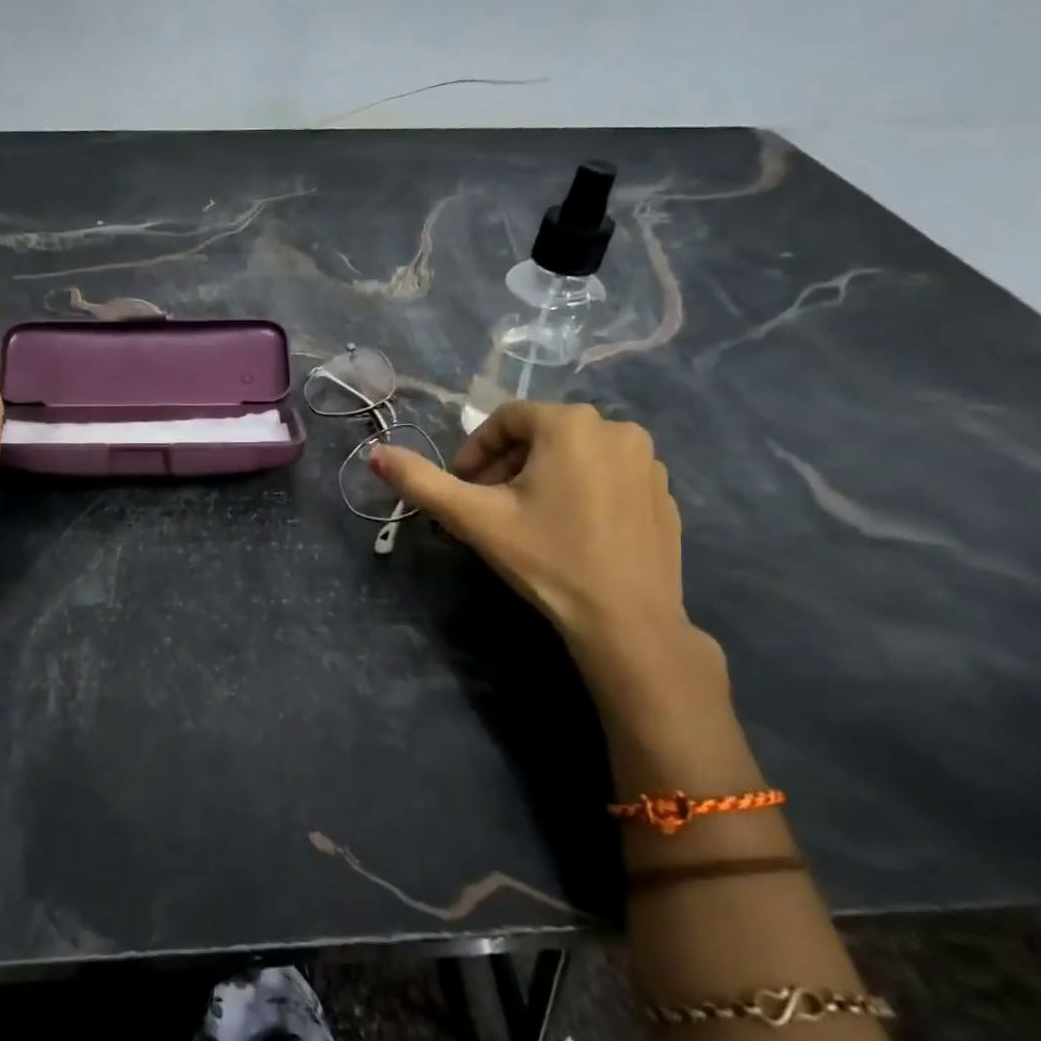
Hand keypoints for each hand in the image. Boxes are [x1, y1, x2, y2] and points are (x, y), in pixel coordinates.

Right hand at [372, 401, 687, 650]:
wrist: (627, 621)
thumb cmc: (546, 558)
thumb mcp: (474, 518)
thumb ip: (421, 482)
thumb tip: (375, 453)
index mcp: (571, 424)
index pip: (505, 420)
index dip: (473, 451)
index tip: (460, 489)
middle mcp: (617, 428)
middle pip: (540, 436)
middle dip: (504, 466)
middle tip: (486, 508)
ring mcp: (649, 462)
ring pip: (575, 455)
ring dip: (541, 478)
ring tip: (525, 521)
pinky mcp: (664, 494)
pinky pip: (608, 477)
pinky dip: (580, 492)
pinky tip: (568, 533)